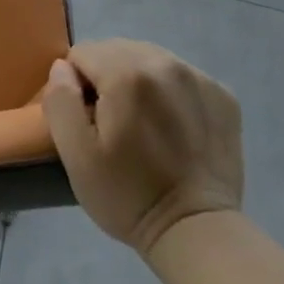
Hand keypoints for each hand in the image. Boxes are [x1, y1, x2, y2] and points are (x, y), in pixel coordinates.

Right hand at [41, 39, 243, 257]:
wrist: (198, 232)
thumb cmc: (129, 196)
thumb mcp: (76, 155)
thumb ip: (61, 100)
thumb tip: (62, 68)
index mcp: (126, 72)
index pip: (83, 53)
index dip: (78, 86)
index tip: (90, 122)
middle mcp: (164, 62)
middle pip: (117, 50)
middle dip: (108, 80)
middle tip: (116, 126)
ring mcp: (198, 76)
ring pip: (149, 59)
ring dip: (139, 82)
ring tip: (145, 127)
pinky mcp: (222, 94)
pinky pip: (180, 75)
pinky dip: (170, 93)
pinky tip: (174, 129)